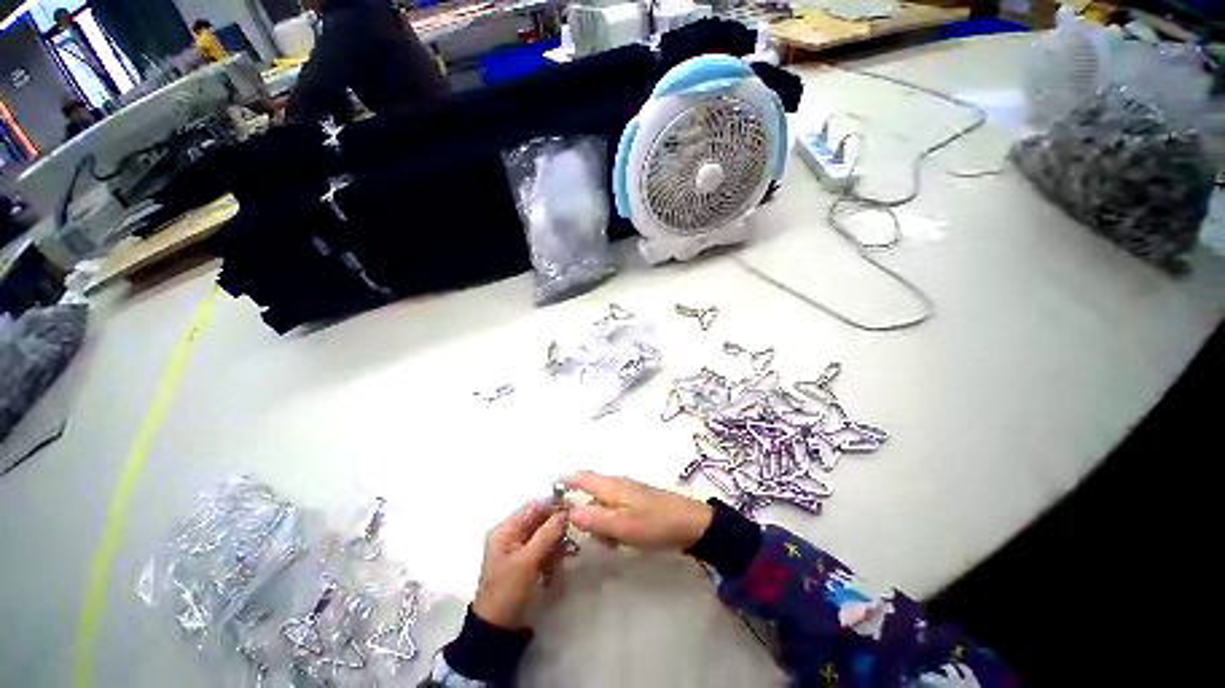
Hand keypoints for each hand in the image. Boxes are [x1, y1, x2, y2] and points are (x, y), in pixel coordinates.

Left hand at [473, 501, 566, 628]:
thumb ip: (547, 533)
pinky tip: (559, 565)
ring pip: (545, 534)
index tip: (574, 507)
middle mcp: (512, 534)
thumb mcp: (528, 560)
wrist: (497, 630)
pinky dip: (553, 554)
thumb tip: (566, 511)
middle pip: (540, 519)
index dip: (553, 504)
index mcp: (506, 529)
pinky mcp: (527, 562)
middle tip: (574, 532)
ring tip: (567, 552)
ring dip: (557, 542)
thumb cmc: (508, 591)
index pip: (533, 506)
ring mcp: (520, 549)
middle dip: (557, 526)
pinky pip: (545, 549)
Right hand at [565, 472, 712, 551]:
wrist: (691, 524)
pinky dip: (613, 526)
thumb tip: (569, 512)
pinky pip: (615, 512)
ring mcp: (628, 493)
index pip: (582, 477)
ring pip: (602, 506)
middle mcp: (617, 485)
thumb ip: (594, 519)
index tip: (549, 491)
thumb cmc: (655, 524)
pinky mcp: (637, 503)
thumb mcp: (623, 526)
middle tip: (594, 537)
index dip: (565, 481)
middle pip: (590, 495)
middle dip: (585, 516)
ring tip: (613, 543)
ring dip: (601, 524)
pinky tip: (623, 539)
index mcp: (611, 486)